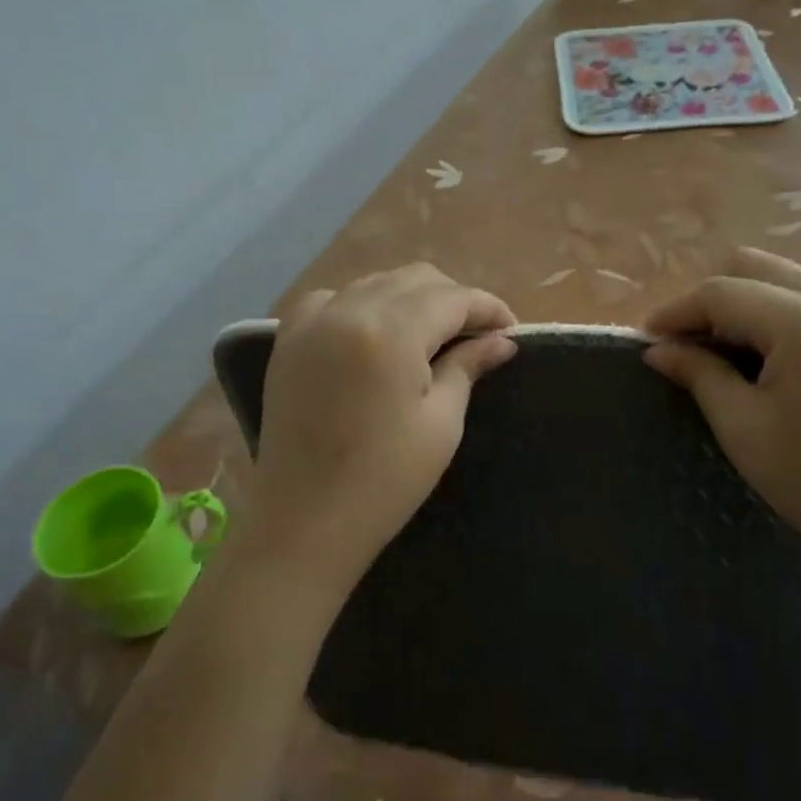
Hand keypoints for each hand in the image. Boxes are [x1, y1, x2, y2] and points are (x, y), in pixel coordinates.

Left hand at [248, 264, 516, 597]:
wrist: (304, 521)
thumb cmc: (385, 480)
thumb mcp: (440, 422)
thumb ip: (468, 367)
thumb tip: (502, 340)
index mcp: (391, 331)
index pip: (453, 298)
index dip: (488, 308)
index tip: (511, 329)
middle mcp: (349, 310)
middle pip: (416, 279)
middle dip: (453, 299)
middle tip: (476, 335)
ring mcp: (313, 322)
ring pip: (376, 282)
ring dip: (411, 298)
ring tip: (431, 334)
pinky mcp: (289, 339)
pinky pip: (333, 298)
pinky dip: (362, 304)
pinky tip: (374, 332)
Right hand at [641, 249, 800, 589]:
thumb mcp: (741, 424)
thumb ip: (697, 373)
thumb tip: (658, 349)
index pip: (723, 293)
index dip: (677, 312)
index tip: (646, 339)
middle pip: (756, 268)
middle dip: (710, 300)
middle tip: (684, 343)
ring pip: (786, 282)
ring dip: (744, 306)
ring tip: (719, 352)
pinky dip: (777, 318)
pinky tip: (764, 360)